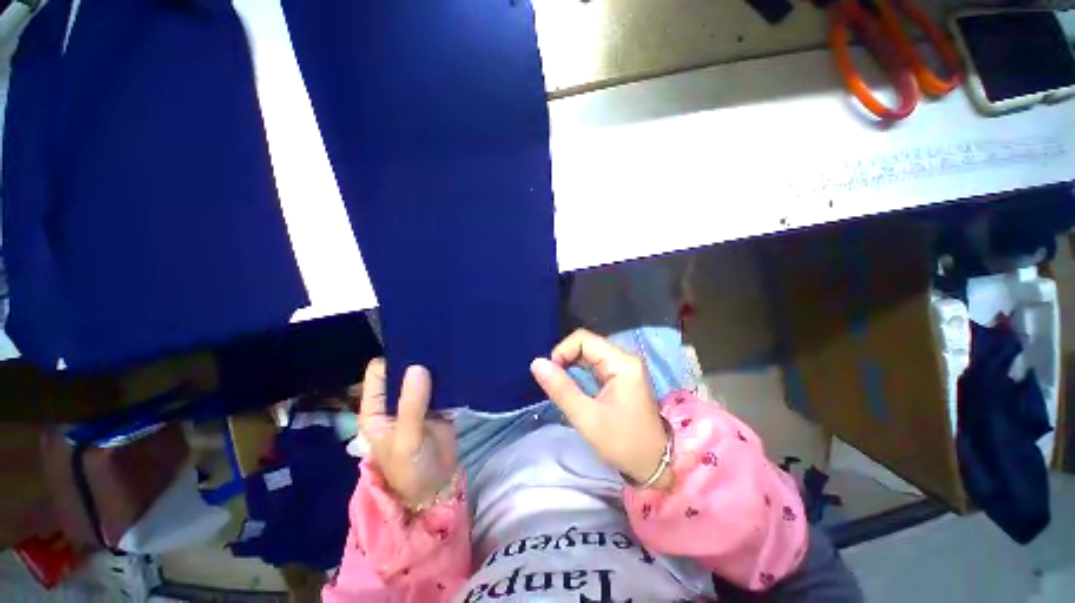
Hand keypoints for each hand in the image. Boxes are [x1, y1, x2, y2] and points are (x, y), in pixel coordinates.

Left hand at [358, 359, 456, 509]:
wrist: (437, 486)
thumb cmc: (411, 469)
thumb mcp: (407, 438)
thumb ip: (411, 404)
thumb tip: (418, 367)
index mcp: (376, 409)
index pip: (379, 373)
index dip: (394, 359)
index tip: (415, 345)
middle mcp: (395, 401)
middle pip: (403, 371)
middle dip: (417, 359)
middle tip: (437, 343)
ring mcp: (417, 402)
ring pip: (423, 376)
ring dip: (434, 367)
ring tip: (449, 349)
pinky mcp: (437, 405)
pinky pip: (441, 385)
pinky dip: (448, 377)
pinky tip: (458, 364)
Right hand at [530, 329, 671, 490]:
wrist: (655, 464)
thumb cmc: (623, 443)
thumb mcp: (587, 418)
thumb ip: (561, 389)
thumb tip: (536, 363)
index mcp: (622, 363)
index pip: (583, 339)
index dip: (563, 351)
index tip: (552, 374)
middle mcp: (625, 358)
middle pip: (587, 344)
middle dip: (566, 359)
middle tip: (557, 383)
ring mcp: (625, 366)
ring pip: (590, 353)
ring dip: (572, 365)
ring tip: (565, 387)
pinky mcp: (622, 375)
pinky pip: (596, 363)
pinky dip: (581, 372)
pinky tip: (576, 387)